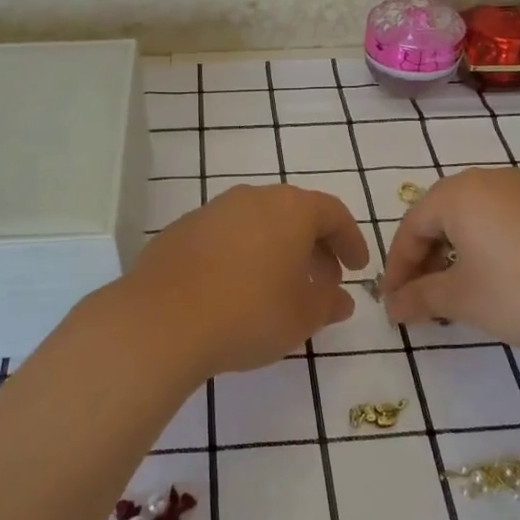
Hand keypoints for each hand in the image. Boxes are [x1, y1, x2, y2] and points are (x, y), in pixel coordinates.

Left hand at [122, 183, 369, 377]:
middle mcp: (251, 199)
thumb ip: (328, 303)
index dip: (350, 241)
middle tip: (323, 282)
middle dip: (314, 247)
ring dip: (277, 251)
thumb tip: (341, 299)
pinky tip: (237, 290)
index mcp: (290, 209)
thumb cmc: (249, 313)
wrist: (162, 320)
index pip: (333, 213)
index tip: (357, 269)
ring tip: (280, 288)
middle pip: (294, 215)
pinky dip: (242, 256)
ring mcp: (211, 212)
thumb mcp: (303, 316)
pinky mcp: (180, 231)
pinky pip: (225, 238)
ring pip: (257, 224)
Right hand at [382, 167, 519, 350]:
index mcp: (460, 194)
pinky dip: (494, 244)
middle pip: (443, 216)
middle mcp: (492, 180)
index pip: (412, 227)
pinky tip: (505, 276)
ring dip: (459, 250)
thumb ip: (420, 298)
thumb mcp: (463, 299)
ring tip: (463, 288)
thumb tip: (393, 306)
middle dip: (427, 257)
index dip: (398, 267)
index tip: (395, 302)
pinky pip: (510, 219)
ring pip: (478, 216)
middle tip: (424, 295)